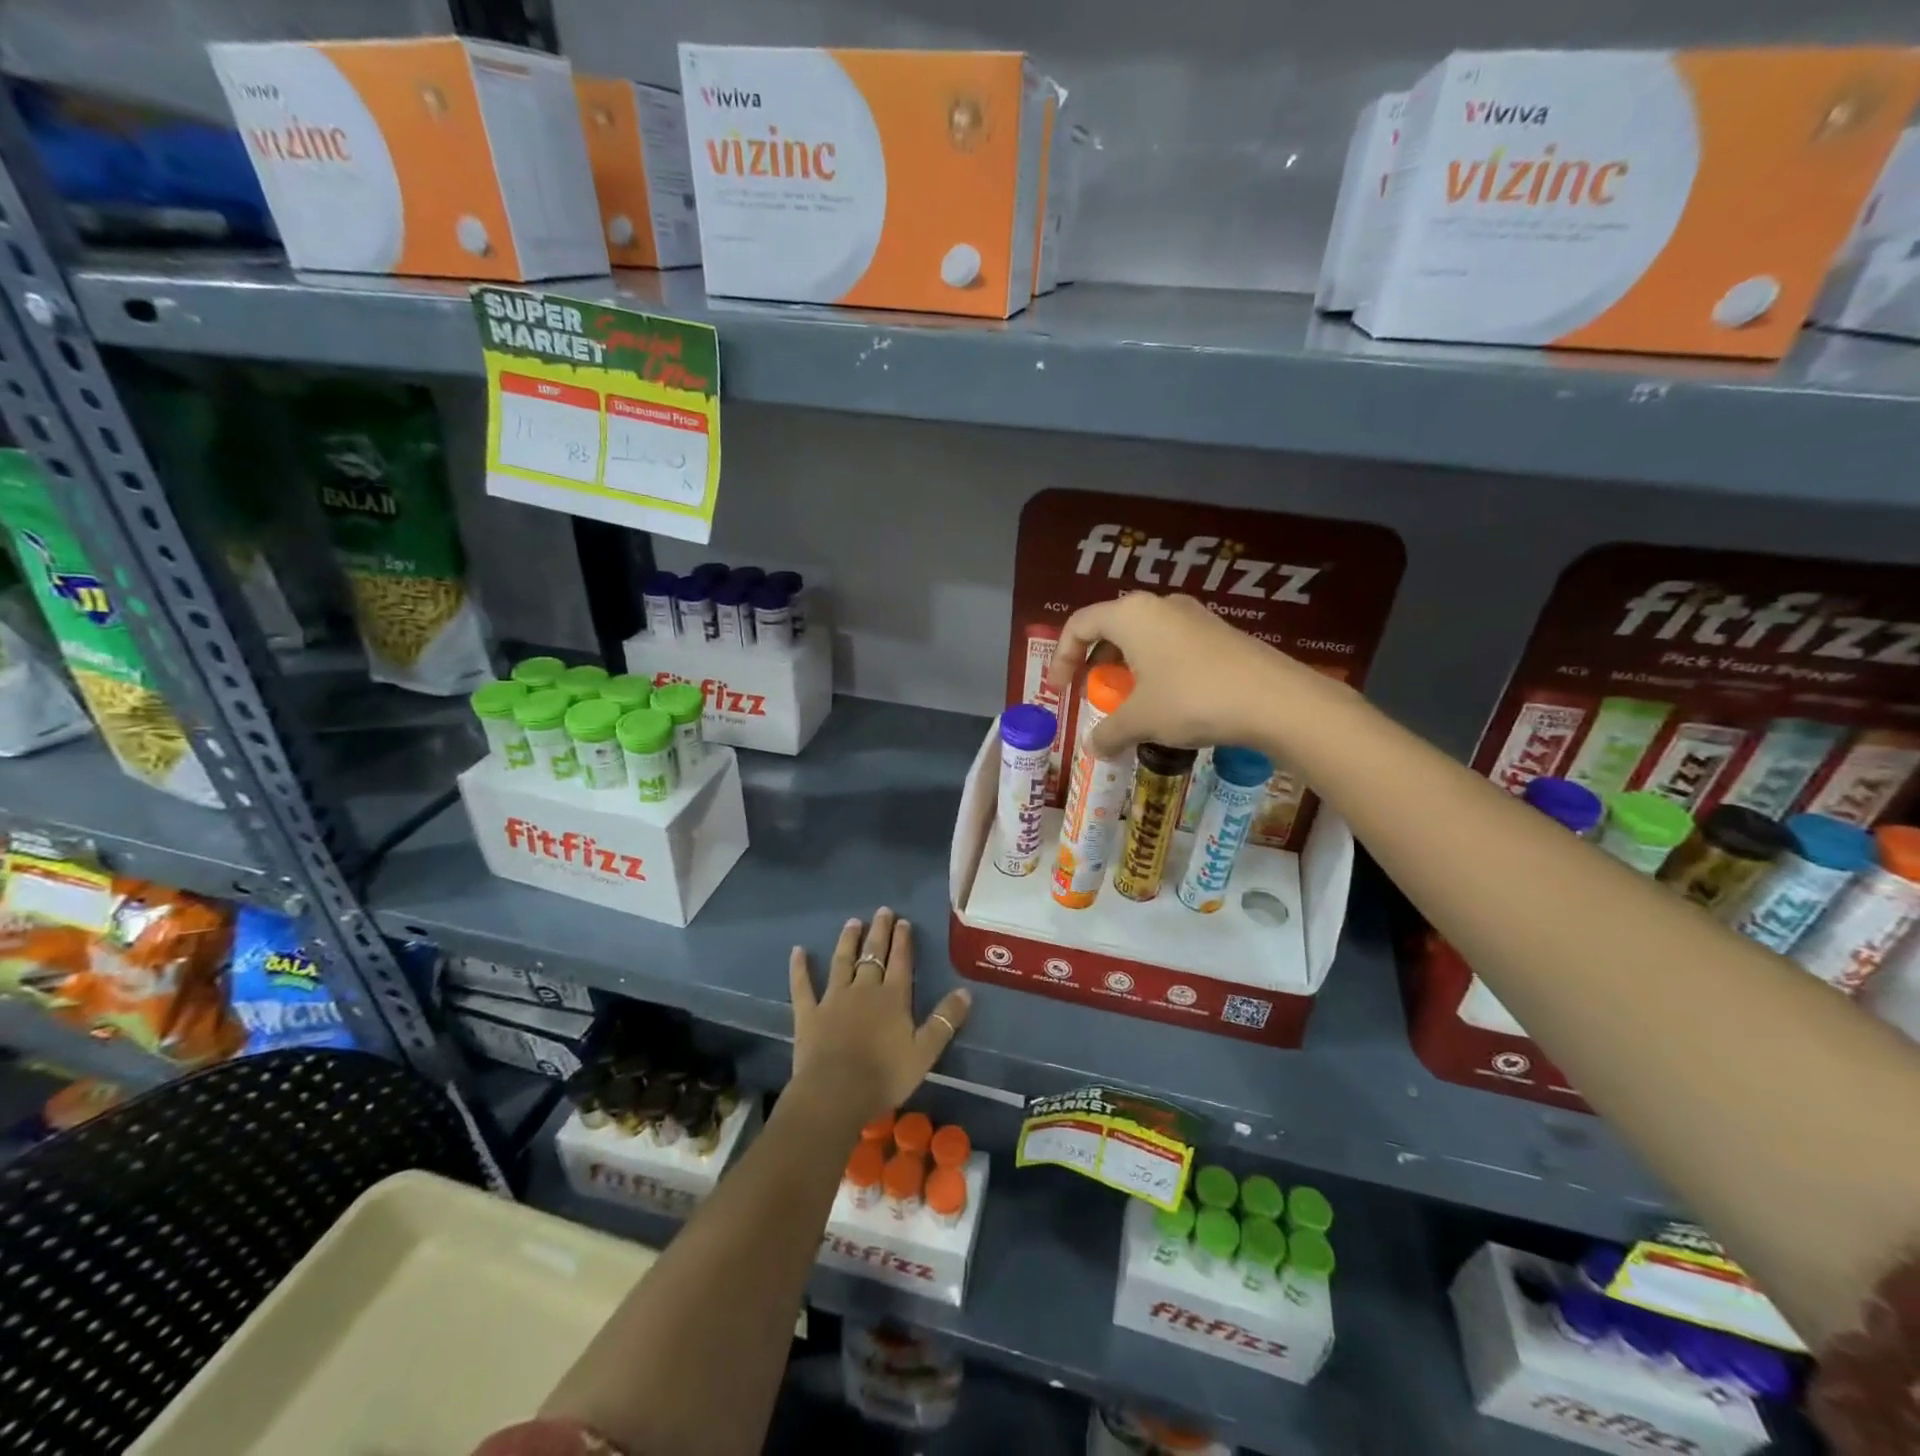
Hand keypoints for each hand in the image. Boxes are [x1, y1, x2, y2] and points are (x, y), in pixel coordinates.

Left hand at [788, 908, 971, 1123]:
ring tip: (852, 923)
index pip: (900, 962)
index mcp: (893, 997)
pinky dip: (799, 968)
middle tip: (882, 911)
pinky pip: (803, 986)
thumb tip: (965, 991)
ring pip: (842, 962)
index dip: (903, 941)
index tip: (903, 921)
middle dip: (879, 932)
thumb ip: (945, 1021)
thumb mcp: (925, 1052)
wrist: (836, 1092)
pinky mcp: (809, 1013)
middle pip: (873, 955)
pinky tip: (797, 951)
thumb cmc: (885, 1075)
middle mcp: (864, 989)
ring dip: (847, 941)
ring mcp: (833, 999)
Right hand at [1044, 592, 1306, 755]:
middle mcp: (1160, 605)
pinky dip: (1156, 669)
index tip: (1059, 690)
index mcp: (1132, 614)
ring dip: (1127, 666)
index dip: (1061, 656)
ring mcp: (1194, 616)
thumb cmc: (1192, 699)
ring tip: (1129, 700)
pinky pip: (1172, 645)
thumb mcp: (1141, 720)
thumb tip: (1094, 748)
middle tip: (1092, 691)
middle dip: (1095, 660)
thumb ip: (1108, 732)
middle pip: (1112, 626)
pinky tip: (1168, 701)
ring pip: (1144, 636)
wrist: (1276, 700)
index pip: (1079, 624)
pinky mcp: (1220, 634)